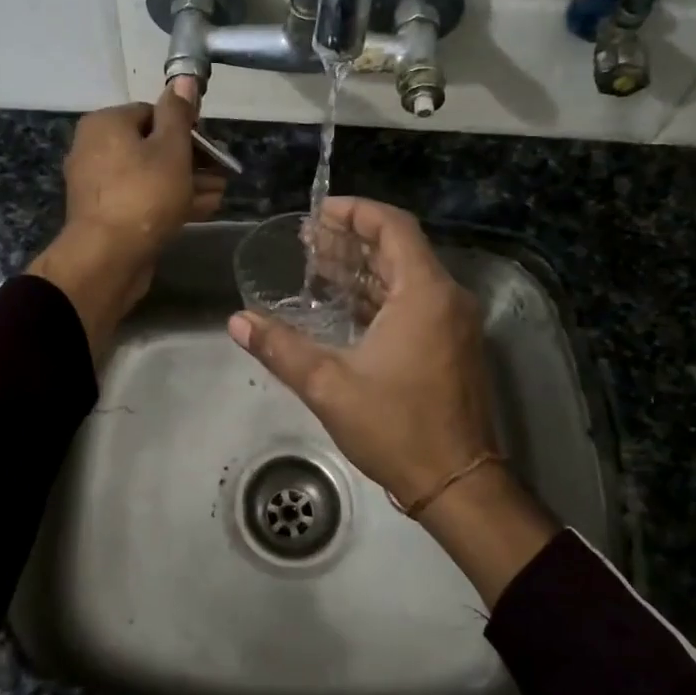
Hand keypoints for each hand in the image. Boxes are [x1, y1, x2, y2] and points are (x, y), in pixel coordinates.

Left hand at [29, 87, 225, 355]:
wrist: (107, 257)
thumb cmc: (144, 194)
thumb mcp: (171, 148)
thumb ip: (179, 113)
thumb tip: (182, 79)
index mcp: (106, 124)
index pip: (152, 113)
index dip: (186, 128)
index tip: (211, 146)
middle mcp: (95, 149)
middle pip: (152, 146)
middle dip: (191, 159)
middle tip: (222, 171)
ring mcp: (99, 185)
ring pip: (150, 175)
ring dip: (186, 182)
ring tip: (220, 191)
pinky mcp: (106, 215)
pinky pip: (142, 199)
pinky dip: (170, 200)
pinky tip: (204, 208)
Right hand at [227, 197, 557, 602]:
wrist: (457, 482)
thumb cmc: (396, 427)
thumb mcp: (329, 386)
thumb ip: (281, 348)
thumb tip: (238, 321)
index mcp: (424, 294)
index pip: (393, 228)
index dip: (356, 212)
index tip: (319, 212)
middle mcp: (446, 298)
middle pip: (399, 249)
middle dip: (353, 240)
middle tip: (308, 240)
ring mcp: (453, 323)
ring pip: (406, 276)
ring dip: (364, 268)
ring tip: (318, 265)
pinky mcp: (452, 345)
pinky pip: (414, 302)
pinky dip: (379, 295)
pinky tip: (344, 304)